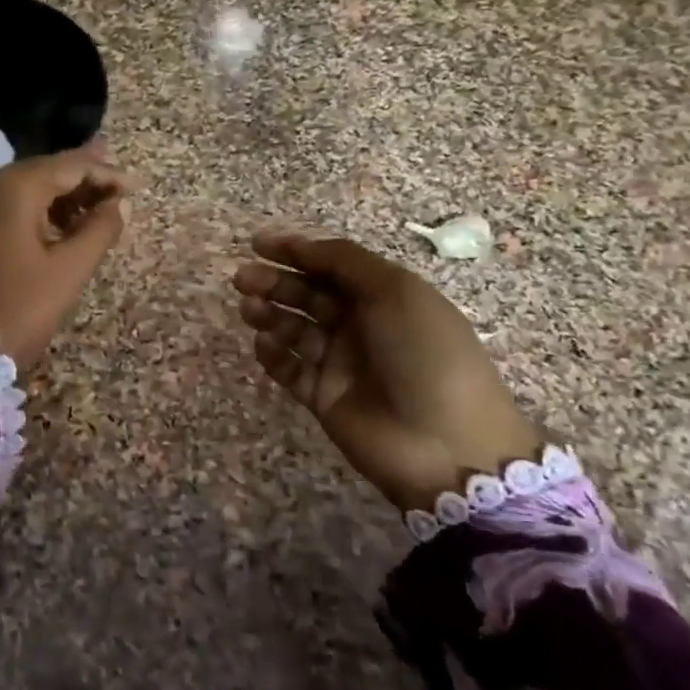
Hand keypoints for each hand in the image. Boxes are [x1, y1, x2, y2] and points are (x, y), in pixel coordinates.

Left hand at [0, 144, 133, 368]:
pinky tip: (52, 227)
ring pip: (20, 188)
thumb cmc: (14, 309)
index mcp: (13, 186)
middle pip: (43, 171)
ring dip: (57, 197)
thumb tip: (118, 204)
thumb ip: (99, 231)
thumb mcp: (66, 272)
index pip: (70, 165)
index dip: (106, 174)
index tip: (134, 189)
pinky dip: (30, 210)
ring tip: (91, 213)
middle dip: (82, 181)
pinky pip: (0, 205)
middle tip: (116, 190)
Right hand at [232, 228, 538, 509]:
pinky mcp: (324, 397)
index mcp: (384, 296)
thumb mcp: (395, 292)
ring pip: (294, 329)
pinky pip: (290, 368)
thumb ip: (345, 262)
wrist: (446, 444)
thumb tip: (302, 245)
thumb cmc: (425, 354)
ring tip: (249, 309)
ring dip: (270, 314)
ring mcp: (341, 363)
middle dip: (275, 282)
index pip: (332, 265)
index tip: (257, 244)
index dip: (296, 251)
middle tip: (243, 279)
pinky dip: (273, 354)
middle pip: (308, 295)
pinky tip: (264, 344)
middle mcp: (361, 325)